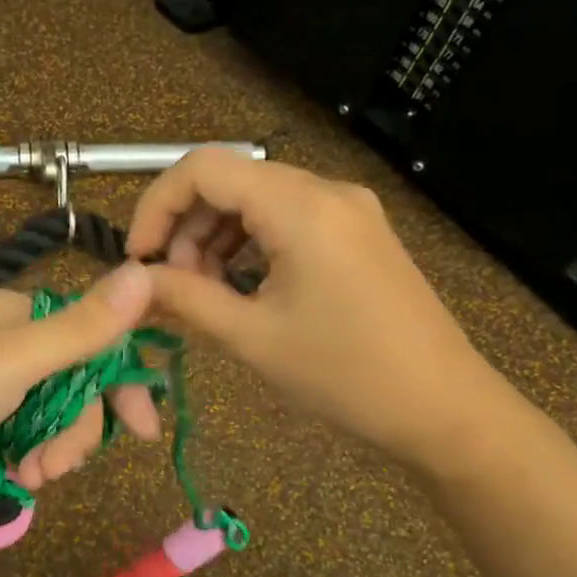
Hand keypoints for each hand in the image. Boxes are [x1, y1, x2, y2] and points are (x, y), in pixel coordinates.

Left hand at [0, 267, 161, 498]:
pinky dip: (24, 449)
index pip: (96, 338)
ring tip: (30, 479)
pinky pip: (16, 423)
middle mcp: (5, 334)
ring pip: (46, 407)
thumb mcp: (17, 360)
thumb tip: (145, 270)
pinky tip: (15, 475)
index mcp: (21, 312)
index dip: (123, 384)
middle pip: (73, 379)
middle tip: (60, 470)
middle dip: (77, 428)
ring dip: (50, 446)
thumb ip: (84, 326)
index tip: (144, 432)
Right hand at [125, 149, 513, 474]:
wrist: (444, 409)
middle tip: (173, 287)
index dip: (156, 205)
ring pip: (256, 199)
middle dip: (186, 228)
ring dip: (215, 238)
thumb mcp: (253, 337)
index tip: (139, 259)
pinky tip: (242, 286)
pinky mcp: (358, 231)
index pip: (203, 168)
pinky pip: (286, 218)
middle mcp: (326, 190)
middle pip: (229, 180)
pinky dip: (250, 244)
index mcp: (300, 207)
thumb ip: (185, 298)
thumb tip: (133, 282)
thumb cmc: (346, 376)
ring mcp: (348, 209)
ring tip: (205, 293)